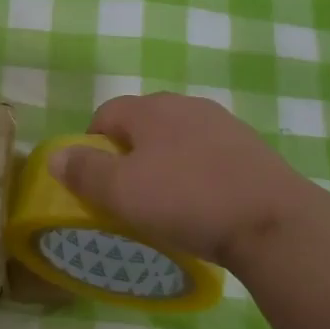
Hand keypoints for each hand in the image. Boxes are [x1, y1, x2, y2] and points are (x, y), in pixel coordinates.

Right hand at [48, 93, 308, 269]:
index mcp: (151, 109)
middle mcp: (186, 105)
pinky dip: (197, 171)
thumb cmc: (187, 201)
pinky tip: (204, 202)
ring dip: (165, 161)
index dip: (91, 144)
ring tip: (167, 200)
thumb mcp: (122, 192)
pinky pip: (209, 153)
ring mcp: (223, 124)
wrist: (273, 222)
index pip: (106, 113)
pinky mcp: (251, 147)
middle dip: (129, 152)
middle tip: (128, 192)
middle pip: (143, 122)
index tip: (94, 181)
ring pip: (178, 137)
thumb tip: (56, 155)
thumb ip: (84, 171)